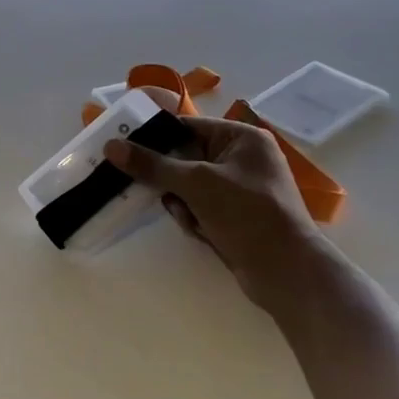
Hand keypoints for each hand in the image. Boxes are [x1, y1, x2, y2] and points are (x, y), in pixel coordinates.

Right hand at [103, 98, 337, 314]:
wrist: (287, 272)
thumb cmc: (248, 213)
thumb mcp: (196, 183)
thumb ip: (153, 165)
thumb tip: (111, 147)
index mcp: (242, 138)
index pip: (187, 126)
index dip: (154, 136)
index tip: (122, 145)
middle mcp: (242, 159)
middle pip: (184, 158)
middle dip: (168, 177)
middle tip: (136, 182)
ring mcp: (239, 189)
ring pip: (187, 186)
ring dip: (181, 202)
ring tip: (190, 217)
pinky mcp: (234, 216)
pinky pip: (198, 207)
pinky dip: (193, 218)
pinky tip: (201, 232)